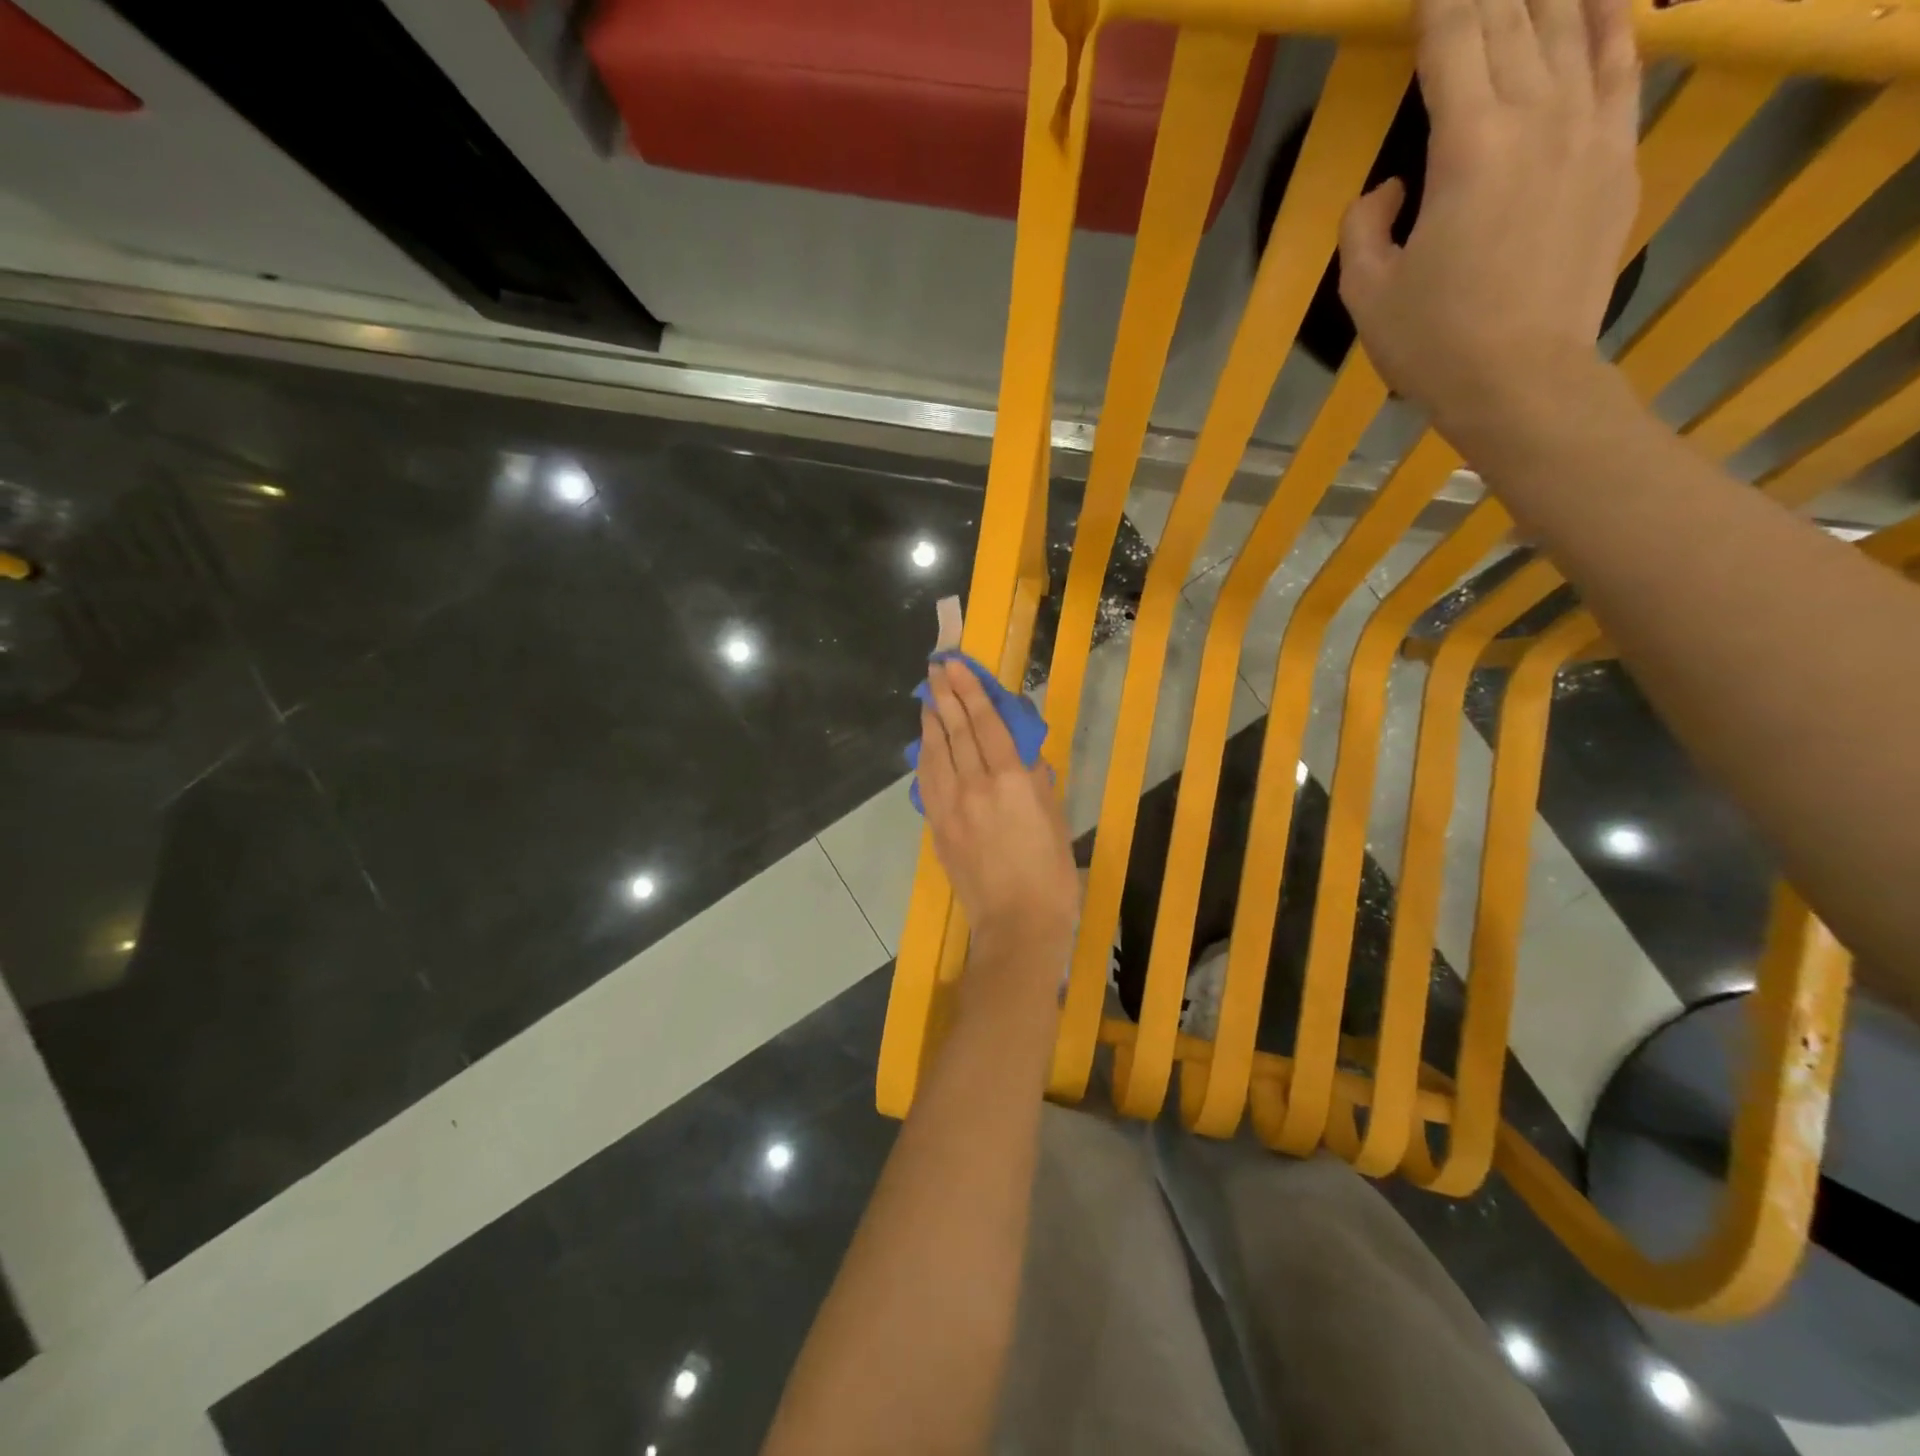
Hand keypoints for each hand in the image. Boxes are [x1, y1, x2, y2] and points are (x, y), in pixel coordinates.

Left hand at [917, 659, 1077, 952]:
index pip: (986, 723)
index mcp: (1011, 780)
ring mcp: (951, 806)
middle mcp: (976, 785)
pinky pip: (928, 781)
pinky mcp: (938, 826)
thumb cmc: (1050, 874)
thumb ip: (1036, 780)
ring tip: (928, 695)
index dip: (970, 690)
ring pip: (936, 752)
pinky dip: (925, 755)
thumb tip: (1022, 752)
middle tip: (936, 667)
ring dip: (930, 720)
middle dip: (944, 695)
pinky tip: (925, 742)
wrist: (1017, 925)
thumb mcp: (1056, 819)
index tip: (956, 665)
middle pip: (955, 730)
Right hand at [1338, 0, 1640, 435]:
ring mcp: (1588, 129)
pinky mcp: (1618, 155)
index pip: (1454, 40)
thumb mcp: (1366, 295)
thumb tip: (1392, 184)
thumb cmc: (1432, 343)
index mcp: (1466, 148)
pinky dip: (1608, 20)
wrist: (1521, 380)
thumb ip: (1365, 227)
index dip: (1439, 1)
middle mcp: (1536, 115)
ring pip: (1571, 25)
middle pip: (1514, 19)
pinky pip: (1621, 62)